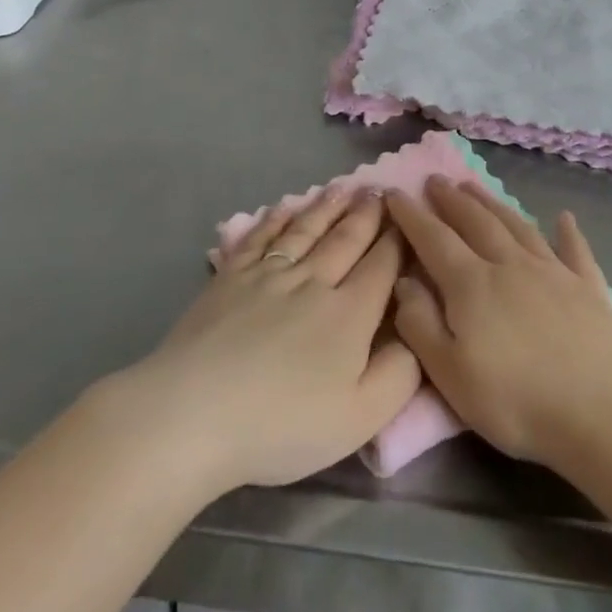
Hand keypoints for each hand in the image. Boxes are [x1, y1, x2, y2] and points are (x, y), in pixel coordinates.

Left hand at [118, 188, 421, 495]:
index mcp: (350, 313)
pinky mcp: (230, 278)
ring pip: (305, 231)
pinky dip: (275, 220)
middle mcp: (313, 282)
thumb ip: (400, 374)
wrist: (194, 413)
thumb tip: (417, 333)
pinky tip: (283, 208)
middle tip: (378, 190)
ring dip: (326, 207)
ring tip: (342, 188)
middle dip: (366, 214)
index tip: (408, 216)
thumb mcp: (360, 418)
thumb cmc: (282, 424)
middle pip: (346, 239)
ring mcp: (268, 275)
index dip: (399, 239)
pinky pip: (260, 238)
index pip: (383, 265)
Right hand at [386, 178, 611, 470]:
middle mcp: (510, 265)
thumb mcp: (450, 374)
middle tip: (436, 179)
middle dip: (451, 199)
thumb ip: (420, 324)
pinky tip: (564, 218)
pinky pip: (575, 250)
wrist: (603, 414)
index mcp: (472, 284)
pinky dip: (569, 232)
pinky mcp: (588, 288)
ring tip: (475, 187)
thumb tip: (403, 280)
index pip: (433, 239)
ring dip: (493, 204)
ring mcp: (553, 272)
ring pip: (517, 226)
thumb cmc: (516, 401)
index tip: (393, 192)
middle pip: (476, 222)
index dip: (411, 214)